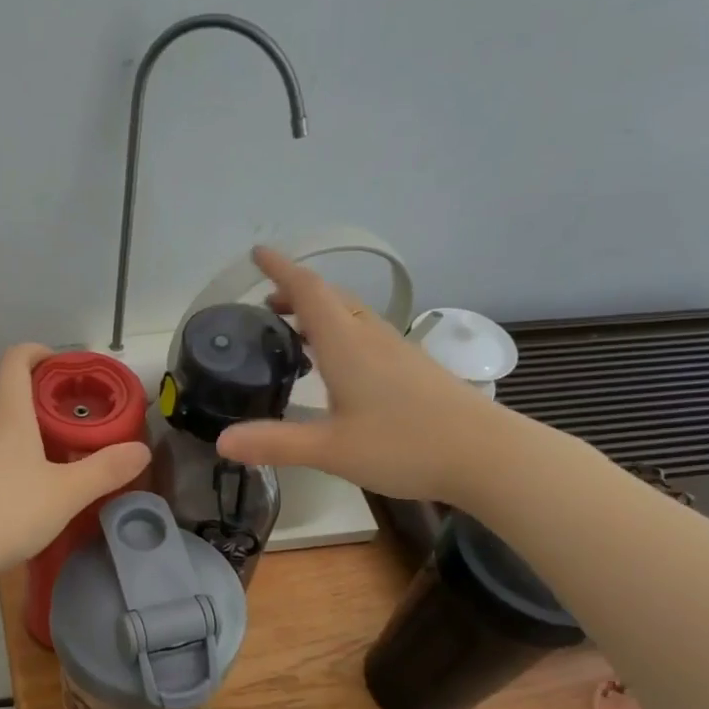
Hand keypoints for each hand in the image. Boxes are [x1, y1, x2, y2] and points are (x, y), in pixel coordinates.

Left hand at [0, 344, 152, 577]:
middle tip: (60, 412)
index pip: (16, 360)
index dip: (38, 352)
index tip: (61, 364)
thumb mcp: (66, 494)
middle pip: (0, 389)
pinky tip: (17, 484)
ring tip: (43, 449)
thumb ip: (105, 470)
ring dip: (13, 423)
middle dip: (29, 391)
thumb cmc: (7, 512)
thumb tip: (141, 450)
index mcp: (8, 415)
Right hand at [214, 248, 509, 503]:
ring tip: (295, 330)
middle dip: (297, 292)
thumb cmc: (405, 445)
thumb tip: (221, 442)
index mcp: (347, 345)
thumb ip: (275, 443)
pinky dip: (341, 333)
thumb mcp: (331, 449)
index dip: (281, 269)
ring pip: (352, 316)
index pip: (309, 291)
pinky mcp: (414, 370)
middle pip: (332, 299)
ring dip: (320, 312)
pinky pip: (368, 335)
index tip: (257, 254)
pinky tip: (338, 365)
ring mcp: (397, 352)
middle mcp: (372, 338)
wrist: (487, 455)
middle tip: (267, 303)